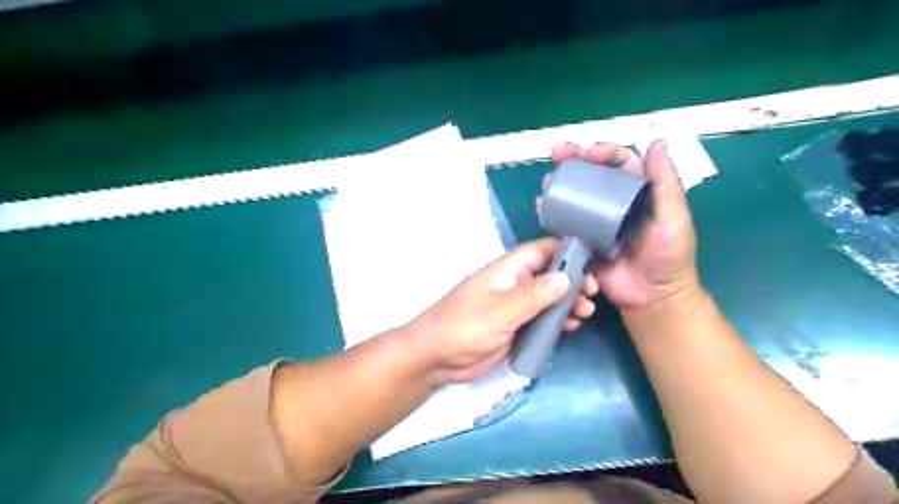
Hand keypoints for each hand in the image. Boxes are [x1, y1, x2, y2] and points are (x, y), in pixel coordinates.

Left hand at [403, 239, 598, 383]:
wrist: (437, 358)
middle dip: (572, 281)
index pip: (540, 250)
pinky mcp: (515, 327)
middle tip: (592, 294)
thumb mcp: (501, 310)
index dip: (565, 251)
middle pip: (549, 274)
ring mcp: (515, 307)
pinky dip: (557, 321)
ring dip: (567, 303)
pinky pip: (541, 319)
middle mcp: (513, 284)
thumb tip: (566, 276)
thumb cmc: (465, 326)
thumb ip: (533, 295)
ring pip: (548, 298)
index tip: (592, 262)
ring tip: (586, 312)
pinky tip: (571, 328)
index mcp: (507, 270)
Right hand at [540, 140, 701, 310]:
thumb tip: (658, 143)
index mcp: (638, 192)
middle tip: (557, 153)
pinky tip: (542, 206)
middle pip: (592, 175)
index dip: (605, 152)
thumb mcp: (673, 218)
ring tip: (548, 181)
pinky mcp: (582, 240)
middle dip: (574, 160)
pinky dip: (552, 212)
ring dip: (560, 183)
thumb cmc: (668, 257)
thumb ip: (665, 183)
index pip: (619, 163)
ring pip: (575, 196)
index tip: (590, 152)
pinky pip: (565, 223)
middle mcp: (613, 203)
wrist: (651, 298)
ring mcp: (595, 222)